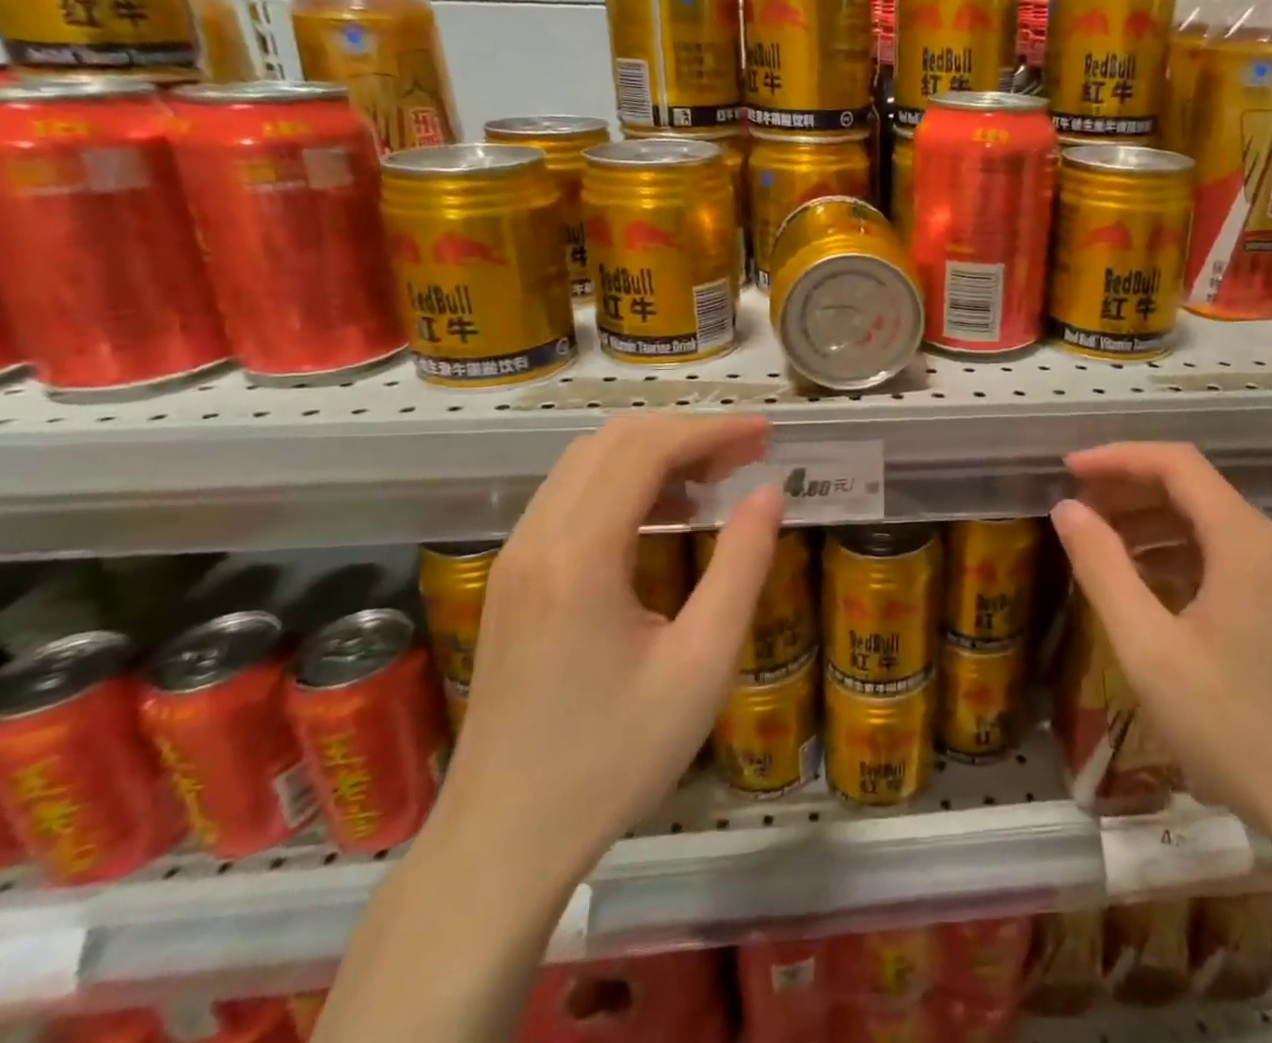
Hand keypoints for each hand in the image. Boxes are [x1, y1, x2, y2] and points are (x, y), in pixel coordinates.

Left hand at [429, 414, 783, 890]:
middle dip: (686, 434)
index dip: (710, 431)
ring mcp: (516, 555)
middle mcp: (537, 538)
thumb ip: (741, 567)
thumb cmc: (613, 758)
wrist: (503, 840)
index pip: (646, 449)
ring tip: (714, 479)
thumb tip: (769, 493)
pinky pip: (570, 495)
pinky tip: (664, 514)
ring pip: (587, 461)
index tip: (764, 435)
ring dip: (654, 453)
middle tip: (746, 455)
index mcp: (579, 555)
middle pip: (613, 441)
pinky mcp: (512, 576)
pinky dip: (623, 482)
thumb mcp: (701, 665)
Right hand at [1050, 443, 1271, 863]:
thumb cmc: (1236, 728)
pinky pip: (1225, 555)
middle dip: (1130, 487)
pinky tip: (1146, 579)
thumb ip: (1103, 570)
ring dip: (1152, 520)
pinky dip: (1178, 552)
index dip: (1118, 457)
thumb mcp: (1150, 650)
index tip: (1069, 468)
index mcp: (1244, 541)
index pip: (1176, 464)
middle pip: (1194, 487)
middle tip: (1077, 506)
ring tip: (1100, 539)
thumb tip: (1067, 509)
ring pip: (1209, 521)